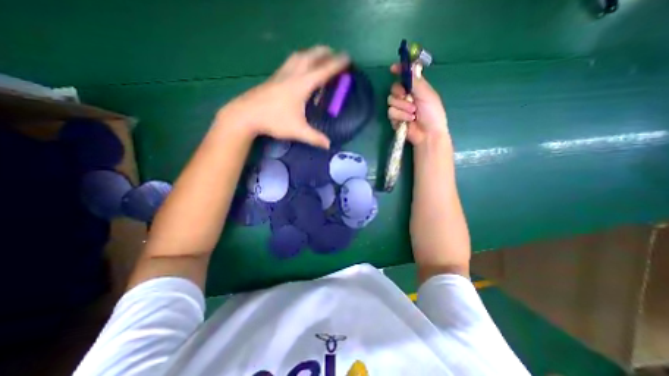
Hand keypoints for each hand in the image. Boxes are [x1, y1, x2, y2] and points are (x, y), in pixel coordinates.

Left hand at [218, 45, 349, 147]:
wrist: (245, 114)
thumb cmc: (274, 121)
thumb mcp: (297, 131)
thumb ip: (314, 137)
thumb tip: (328, 145)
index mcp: (301, 85)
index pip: (323, 71)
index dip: (337, 64)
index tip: (348, 58)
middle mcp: (293, 74)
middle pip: (311, 56)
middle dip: (325, 53)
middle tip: (335, 54)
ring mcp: (281, 74)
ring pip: (299, 56)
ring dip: (311, 53)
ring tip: (319, 57)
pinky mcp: (274, 77)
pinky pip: (290, 62)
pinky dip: (300, 60)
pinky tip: (300, 68)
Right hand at [384, 63, 445, 145]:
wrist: (428, 133)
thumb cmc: (432, 113)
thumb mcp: (427, 94)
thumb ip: (416, 81)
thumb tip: (410, 65)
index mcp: (415, 88)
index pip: (404, 76)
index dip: (398, 71)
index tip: (392, 69)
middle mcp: (406, 97)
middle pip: (393, 88)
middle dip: (400, 93)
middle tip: (408, 97)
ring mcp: (399, 108)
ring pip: (390, 101)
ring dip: (402, 107)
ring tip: (413, 113)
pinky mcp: (395, 119)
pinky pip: (391, 112)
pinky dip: (400, 116)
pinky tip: (409, 120)